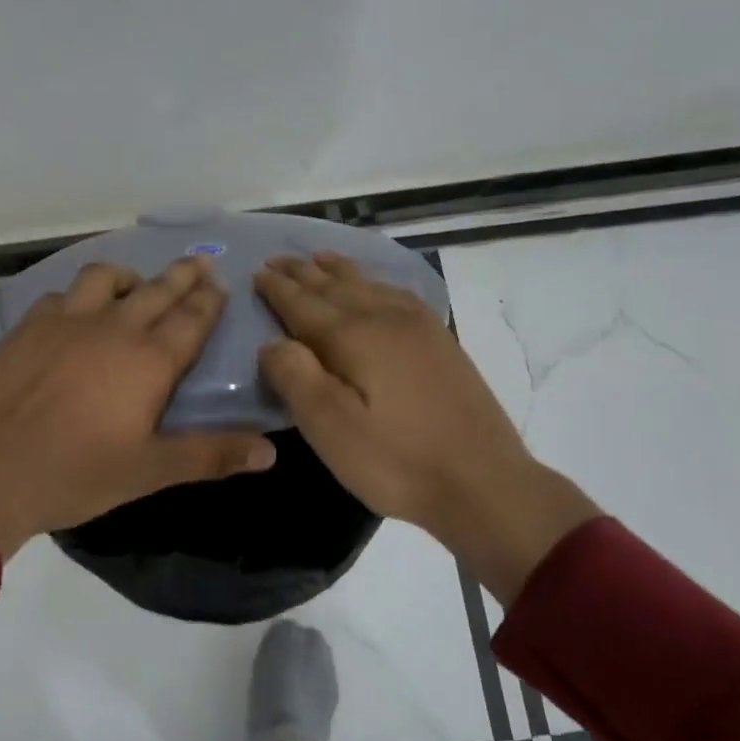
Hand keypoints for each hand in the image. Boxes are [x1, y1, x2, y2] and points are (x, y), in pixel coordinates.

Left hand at [0, 256, 276, 558]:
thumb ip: (209, 456)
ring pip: (103, 279)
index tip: (219, 281)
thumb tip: (270, 452)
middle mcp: (111, 329)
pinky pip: (59, 296)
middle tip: (197, 262)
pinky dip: (76, 296)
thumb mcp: (148, 472)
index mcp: (148, 362)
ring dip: (127, 277)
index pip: (191, 319)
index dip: (209, 300)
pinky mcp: (26, 328)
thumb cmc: (74, 475)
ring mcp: (64, 322)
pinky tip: (72, 312)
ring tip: (134, 285)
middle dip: (181, 275)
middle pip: (156, 290)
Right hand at [255, 253, 599, 602]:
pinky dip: (376, 282)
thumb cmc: (395, 460)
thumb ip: (295, 377)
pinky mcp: (441, 343)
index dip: (278, 289)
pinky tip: (376, 286)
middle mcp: (386, 319)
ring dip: (338, 270)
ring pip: (369, 285)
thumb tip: (272, 342)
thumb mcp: (330, 428)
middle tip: (277, 260)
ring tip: (318, 258)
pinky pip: (399, 295)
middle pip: (335, 287)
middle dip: (303, 273)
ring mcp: (420, 328)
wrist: (482, 482)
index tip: (256, 271)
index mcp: (354, 337)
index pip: (304, 304)